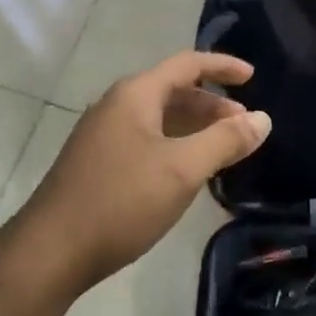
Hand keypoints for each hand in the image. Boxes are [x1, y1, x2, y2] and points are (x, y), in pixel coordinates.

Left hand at [15, 51, 271, 290]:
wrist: (52, 251)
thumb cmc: (121, 201)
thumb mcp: (182, 169)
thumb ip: (225, 141)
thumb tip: (262, 119)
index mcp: (135, 96)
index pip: (187, 64)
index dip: (222, 66)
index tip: (252, 77)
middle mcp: (116, 106)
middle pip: (173, 90)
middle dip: (212, 103)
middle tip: (243, 125)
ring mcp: (103, 135)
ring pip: (159, 118)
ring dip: (194, 127)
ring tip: (223, 149)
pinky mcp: (97, 163)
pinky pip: (146, 140)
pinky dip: (175, 144)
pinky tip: (187, 171)